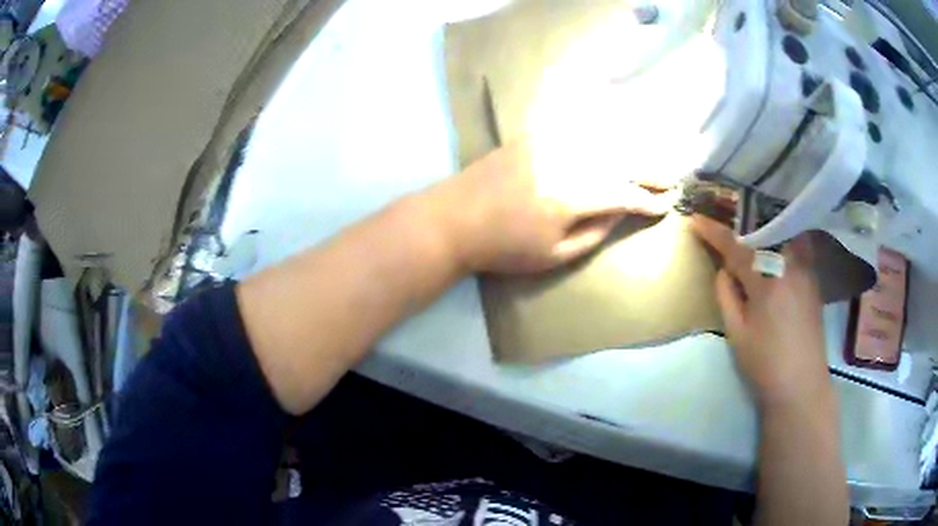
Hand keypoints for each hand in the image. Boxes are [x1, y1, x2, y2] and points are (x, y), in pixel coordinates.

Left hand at [432, 140, 676, 273]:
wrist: (453, 218)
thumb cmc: (503, 247)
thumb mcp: (554, 254)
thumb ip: (594, 232)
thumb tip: (620, 210)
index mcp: (573, 195)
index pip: (624, 194)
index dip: (648, 201)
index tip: (666, 205)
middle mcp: (567, 160)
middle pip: (621, 160)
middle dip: (650, 170)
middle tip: (670, 177)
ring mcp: (549, 142)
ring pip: (603, 138)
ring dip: (633, 146)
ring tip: (652, 155)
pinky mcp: (533, 134)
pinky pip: (575, 123)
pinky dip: (600, 123)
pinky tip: (616, 124)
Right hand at [690, 216, 830, 405]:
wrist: (801, 385)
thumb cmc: (765, 364)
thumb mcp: (737, 335)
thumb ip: (727, 296)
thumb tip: (724, 269)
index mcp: (766, 281)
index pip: (736, 247)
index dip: (714, 232)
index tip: (695, 220)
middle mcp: (789, 266)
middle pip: (764, 230)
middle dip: (743, 221)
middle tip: (726, 217)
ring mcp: (806, 270)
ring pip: (784, 233)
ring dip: (765, 226)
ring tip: (751, 226)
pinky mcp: (814, 279)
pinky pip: (797, 246)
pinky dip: (783, 239)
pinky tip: (775, 246)